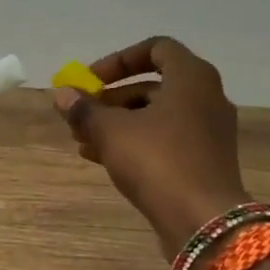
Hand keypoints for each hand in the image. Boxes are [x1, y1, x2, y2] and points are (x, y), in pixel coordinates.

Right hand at [52, 36, 247, 258]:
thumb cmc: (158, 161)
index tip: (91, 80)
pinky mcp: (204, 161)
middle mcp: (206, 98)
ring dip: (118, 124)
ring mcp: (208, 132)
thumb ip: (85, 109)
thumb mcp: (112, 131)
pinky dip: (135, 143)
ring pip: (156, 117)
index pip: (156, 48)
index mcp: (192, 78)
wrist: (203, 221)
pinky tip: (100, 159)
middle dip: (111, 99)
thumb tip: (61, 94)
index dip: (119, 60)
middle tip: (80, 115)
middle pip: (152, 86)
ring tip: (82, 141)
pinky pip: (165, 141)